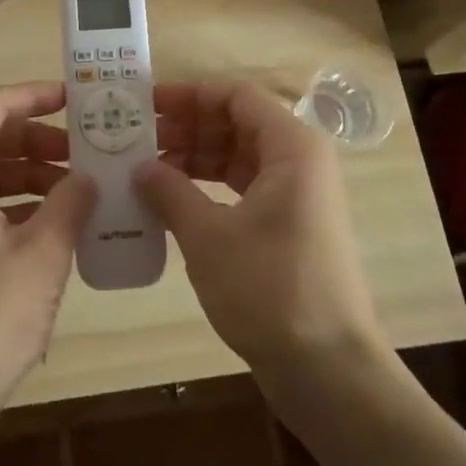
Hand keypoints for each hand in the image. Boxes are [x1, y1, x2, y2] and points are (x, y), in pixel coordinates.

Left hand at [0, 83, 94, 430]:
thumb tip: (88, 177)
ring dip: (25, 174)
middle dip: (35, 141)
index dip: (34, 96)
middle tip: (83, 153)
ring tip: (74, 190)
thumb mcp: (43, 253)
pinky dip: (8, 203)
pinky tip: (47, 224)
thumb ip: (71, 201)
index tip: (74, 100)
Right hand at [135, 81, 383, 383]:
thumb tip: (139, 167)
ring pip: (238, 156)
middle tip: (137, 138)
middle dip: (187, 127)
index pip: (236, 96)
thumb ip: (170, 191)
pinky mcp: (289, 227)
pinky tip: (172, 201)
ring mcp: (297, 196)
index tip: (147, 104)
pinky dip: (208, 188)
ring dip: (194, 158)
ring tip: (146, 169)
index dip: (190, 94)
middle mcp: (299, 162)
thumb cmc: (270, 289)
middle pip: (237, 123)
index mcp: (292, 147)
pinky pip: (243, 188)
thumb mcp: (209, 236)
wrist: (328, 371)